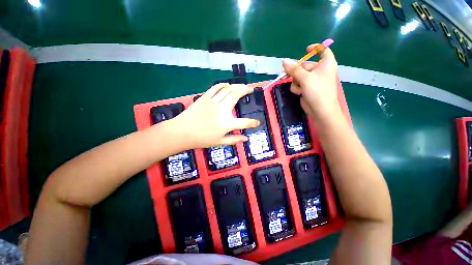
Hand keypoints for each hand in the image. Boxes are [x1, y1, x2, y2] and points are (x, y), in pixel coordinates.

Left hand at [171, 83, 259, 147]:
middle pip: (236, 96)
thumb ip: (234, 139)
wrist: (182, 132)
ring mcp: (213, 102)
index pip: (245, 122)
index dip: (253, 123)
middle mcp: (222, 110)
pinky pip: (215, 88)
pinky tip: (227, 84)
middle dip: (246, 91)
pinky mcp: (205, 98)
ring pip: (228, 89)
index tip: (257, 122)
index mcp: (227, 123)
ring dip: (237, 86)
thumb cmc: (201, 139)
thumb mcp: (219, 142)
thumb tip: (245, 139)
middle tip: (251, 89)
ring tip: (242, 85)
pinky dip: (223, 85)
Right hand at [282, 45, 339, 123]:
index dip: (316, 48)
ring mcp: (313, 80)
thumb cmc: (318, 91)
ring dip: (296, 81)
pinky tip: (299, 93)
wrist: (320, 110)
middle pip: (305, 65)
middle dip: (296, 70)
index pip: (323, 50)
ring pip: (299, 76)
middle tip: (286, 74)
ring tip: (299, 88)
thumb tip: (284, 60)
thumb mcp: (305, 78)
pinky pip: (298, 84)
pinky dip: (297, 88)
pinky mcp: (307, 88)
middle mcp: (320, 71)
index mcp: (325, 64)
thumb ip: (294, 69)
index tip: (305, 49)